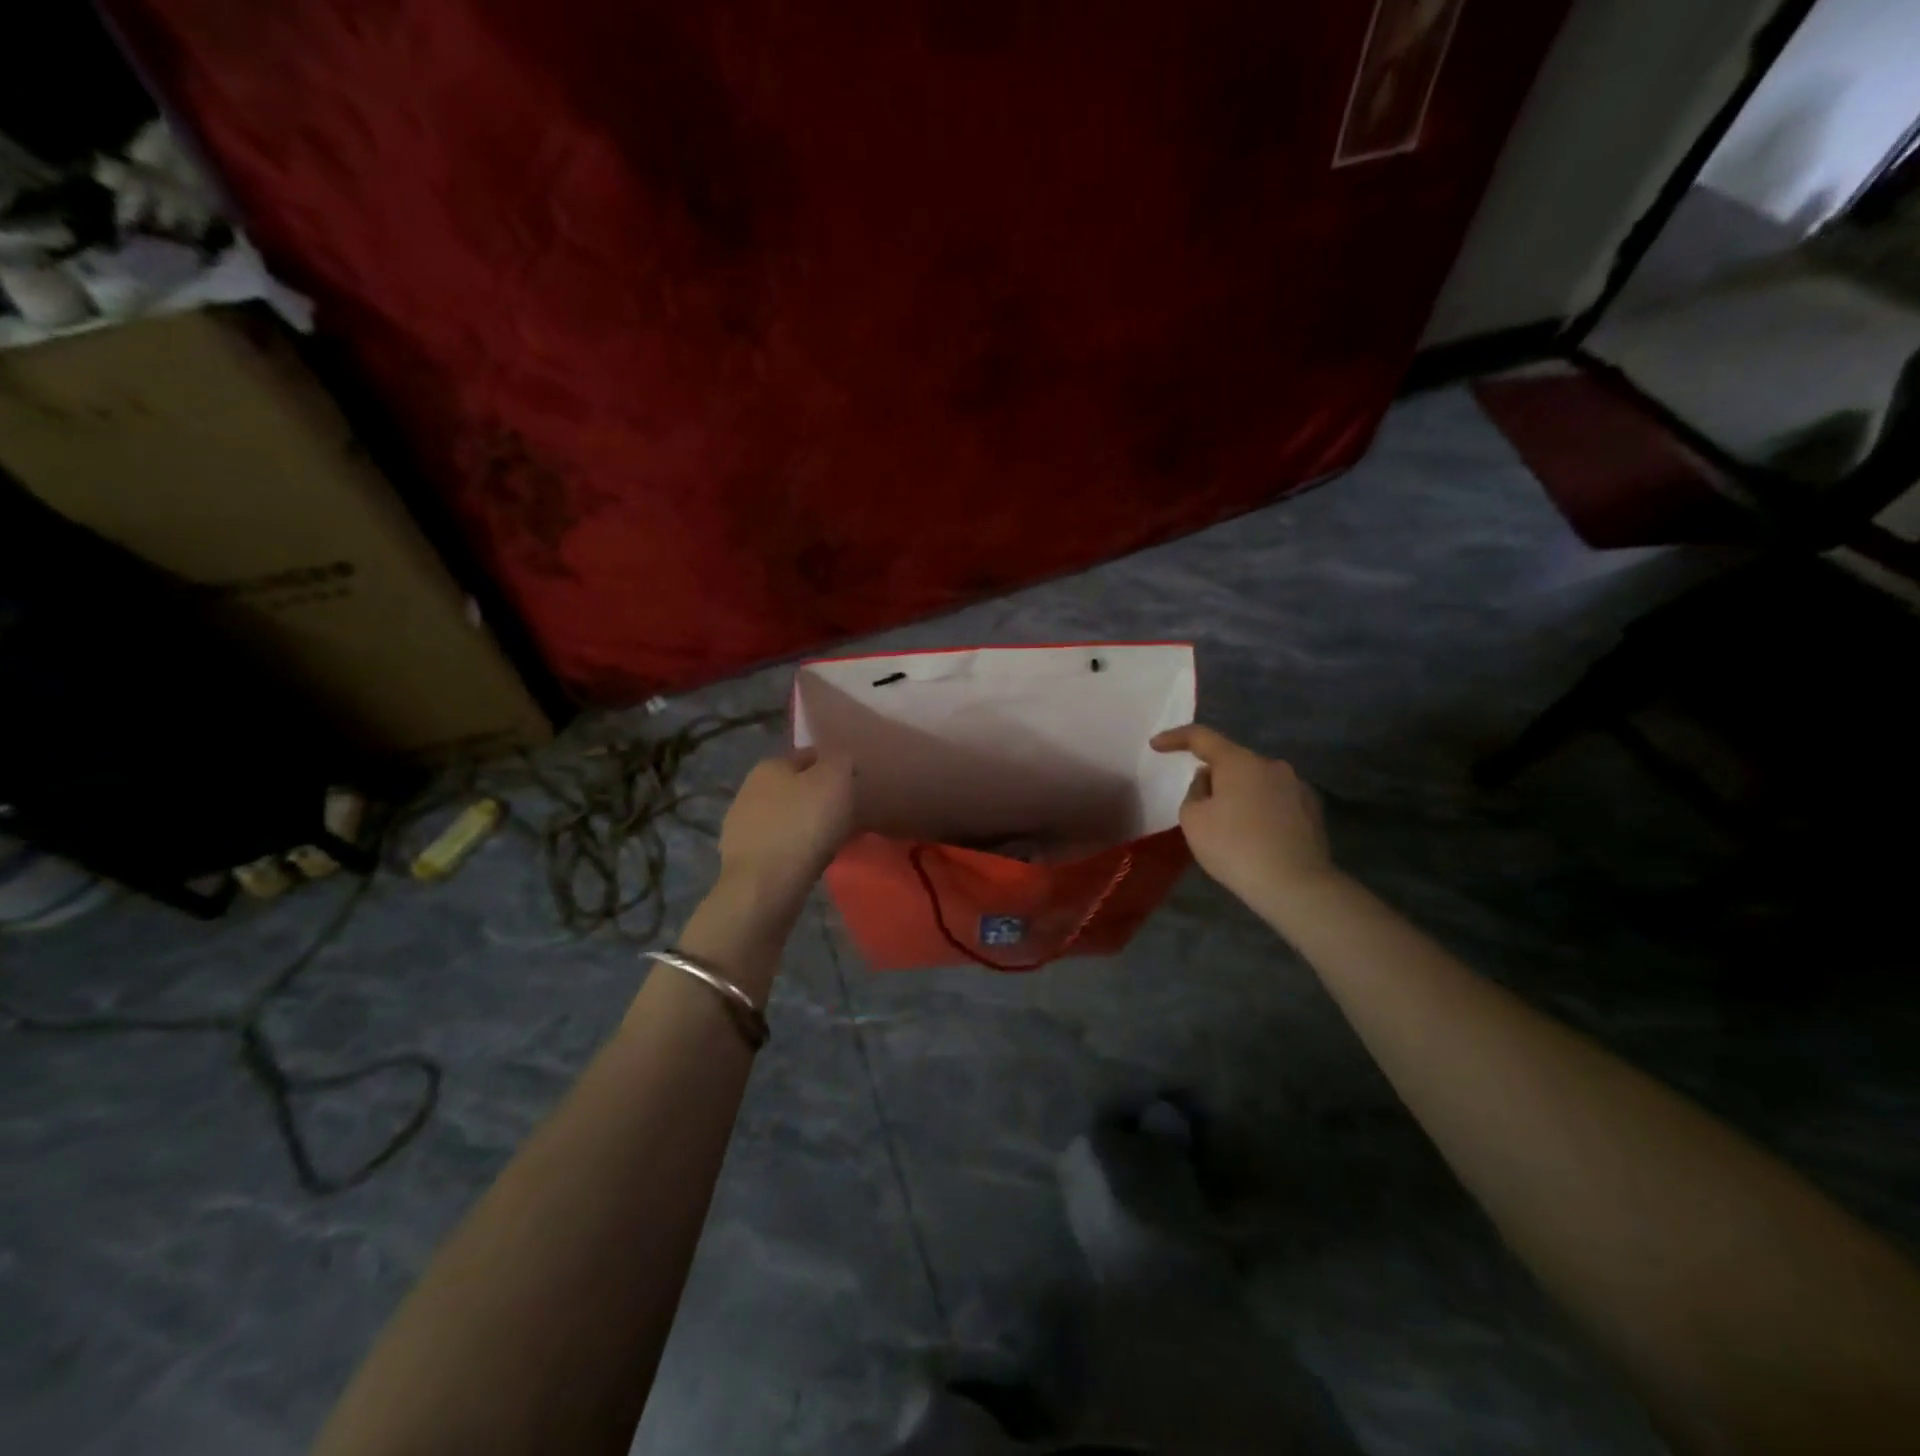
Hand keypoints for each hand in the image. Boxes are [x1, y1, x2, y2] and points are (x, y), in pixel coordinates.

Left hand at [716, 749, 855, 915]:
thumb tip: (840, 760)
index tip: (852, 786)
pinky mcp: (740, 856)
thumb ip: (841, 761)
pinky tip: (807, 860)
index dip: (834, 767)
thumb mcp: (835, 780)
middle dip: (817, 797)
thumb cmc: (803, 825)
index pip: (809, 755)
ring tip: (829, 841)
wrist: (764, 886)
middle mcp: (749, 788)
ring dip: (804, 824)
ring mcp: (740, 824)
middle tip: (844, 815)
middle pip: (794, 787)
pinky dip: (792, 848)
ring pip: (784, 816)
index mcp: (770, 764)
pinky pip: (777, 844)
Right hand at [1150, 725, 1335, 907]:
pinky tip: (1256, 837)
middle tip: (1199, 806)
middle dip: (1213, 776)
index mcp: (1239, 762)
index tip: (1156, 745)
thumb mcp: (1193, 820)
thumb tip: (1209, 781)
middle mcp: (1271, 765)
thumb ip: (1194, 791)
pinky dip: (1260, 810)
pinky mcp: (1312, 809)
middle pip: (1232, 761)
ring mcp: (1297, 786)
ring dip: (1239, 794)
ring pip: (1255, 781)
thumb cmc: (1235, 848)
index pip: (1201, 737)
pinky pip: (1276, 800)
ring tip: (1230, 827)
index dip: (1175, 737)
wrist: (1295, 885)